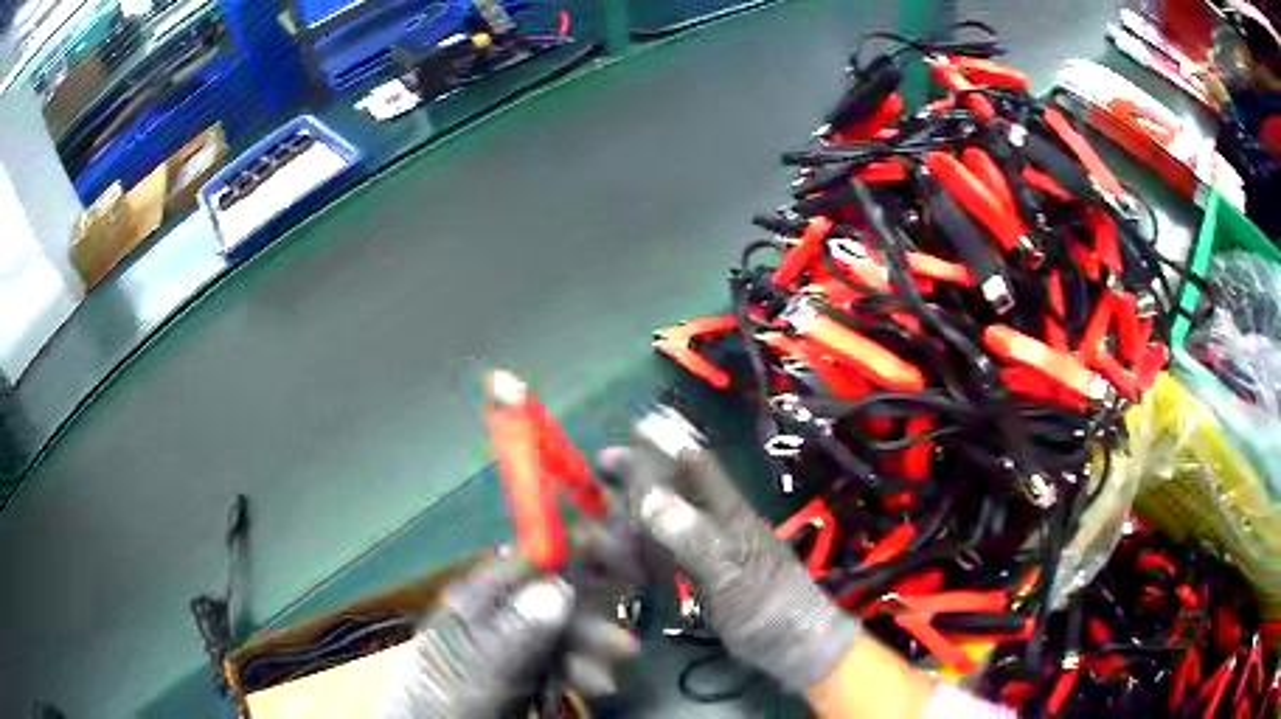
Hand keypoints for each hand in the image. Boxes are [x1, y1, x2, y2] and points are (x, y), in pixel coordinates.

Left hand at [381, 551, 637, 718]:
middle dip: (588, 622)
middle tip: (621, 647)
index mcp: (470, 603)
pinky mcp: (518, 669)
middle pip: (550, 600)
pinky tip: (589, 685)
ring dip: (588, 651)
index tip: (616, 561)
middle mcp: (490, 616)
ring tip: (602, 681)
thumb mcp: (480, 676)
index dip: (571, 557)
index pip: (525, 562)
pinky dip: (579, 669)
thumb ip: (514, 637)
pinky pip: (557, 658)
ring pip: (559, 631)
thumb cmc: (450, 708)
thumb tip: (558, 589)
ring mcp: (505, 644)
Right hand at [602, 412, 861, 694]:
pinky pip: (665, 555)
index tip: (621, 438)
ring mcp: (708, 553)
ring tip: (602, 527)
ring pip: (663, 523)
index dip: (661, 445)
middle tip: (600, 479)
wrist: (794, 647)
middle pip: (671, 491)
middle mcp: (715, 525)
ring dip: (632, 519)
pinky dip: (642, 552)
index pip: (693, 464)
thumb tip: (646, 494)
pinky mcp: (703, 580)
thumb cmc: (769, 606)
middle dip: (634, 482)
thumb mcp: (730, 572)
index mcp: (727, 512)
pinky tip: (625, 559)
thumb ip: (690, 535)